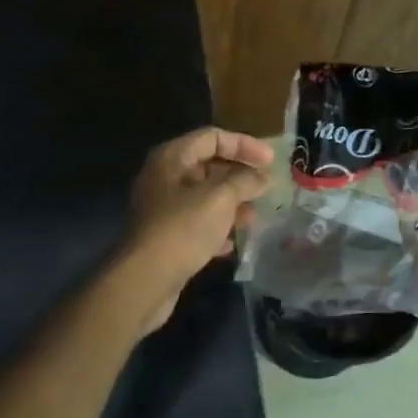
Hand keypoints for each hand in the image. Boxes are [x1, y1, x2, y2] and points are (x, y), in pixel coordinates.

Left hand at [124, 127, 274, 329]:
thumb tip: (263, 177)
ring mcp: (162, 208)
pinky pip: (196, 223)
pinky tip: (232, 243)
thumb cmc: (183, 228)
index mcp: (172, 158)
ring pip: (204, 196)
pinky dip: (216, 228)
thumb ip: (245, 181)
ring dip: (231, 204)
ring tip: (254, 216)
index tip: (271, 160)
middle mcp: (164, 177)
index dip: (244, 144)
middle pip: (207, 165)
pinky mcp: (165, 236)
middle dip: (239, 175)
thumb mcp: (221, 198)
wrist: (146, 280)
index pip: (212, 137)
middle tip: (266, 187)